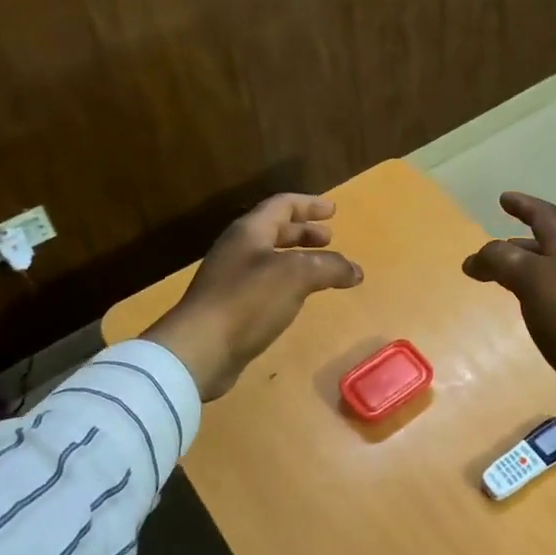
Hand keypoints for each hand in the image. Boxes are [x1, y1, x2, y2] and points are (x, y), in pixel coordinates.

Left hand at [143, 194, 362, 399]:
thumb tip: (356, 271)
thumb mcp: (297, 276)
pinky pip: (264, 284)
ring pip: (270, 258)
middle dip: (304, 232)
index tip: (333, 211)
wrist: (199, 349)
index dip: (309, 205)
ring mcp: (230, 279)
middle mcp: (238, 249)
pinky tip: (297, 299)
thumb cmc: (248, 301)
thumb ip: (330, 267)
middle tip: (329, 239)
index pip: (282, 205)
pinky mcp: (229, 307)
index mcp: (250, 231)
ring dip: (296, 258)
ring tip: (320, 270)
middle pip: (274, 230)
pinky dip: (287, 283)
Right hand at [462, 193, 555, 438]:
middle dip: (517, 244)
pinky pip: (550, 302)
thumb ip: (503, 261)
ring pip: (547, 276)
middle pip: (546, 247)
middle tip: (491, 252)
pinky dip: (531, 298)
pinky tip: (524, 313)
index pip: (545, 217)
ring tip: (499, 281)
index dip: (524, 205)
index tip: (504, 199)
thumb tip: (476, 258)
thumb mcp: (533, 278)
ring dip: (523, 272)